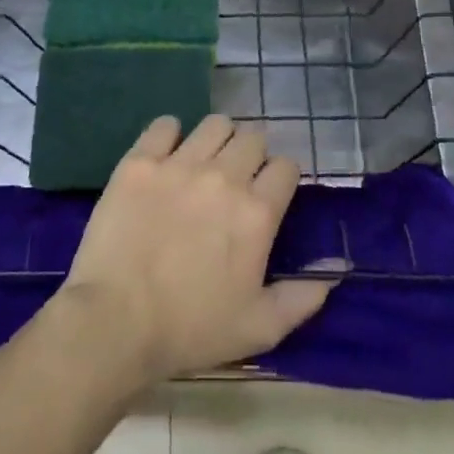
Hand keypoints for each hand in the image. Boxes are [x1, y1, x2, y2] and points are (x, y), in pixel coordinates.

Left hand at [55, 115, 334, 385]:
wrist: (115, 322)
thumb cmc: (191, 329)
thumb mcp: (259, 328)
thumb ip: (303, 296)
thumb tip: (337, 267)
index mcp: (257, 212)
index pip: (286, 167)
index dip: (281, 178)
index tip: (270, 193)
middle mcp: (223, 177)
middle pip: (253, 137)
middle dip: (251, 154)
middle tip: (236, 180)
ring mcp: (179, 164)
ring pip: (215, 123)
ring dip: (218, 139)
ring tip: (204, 161)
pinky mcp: (140, 161)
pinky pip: (165, 125)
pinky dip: (170, 134)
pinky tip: (166, 155)